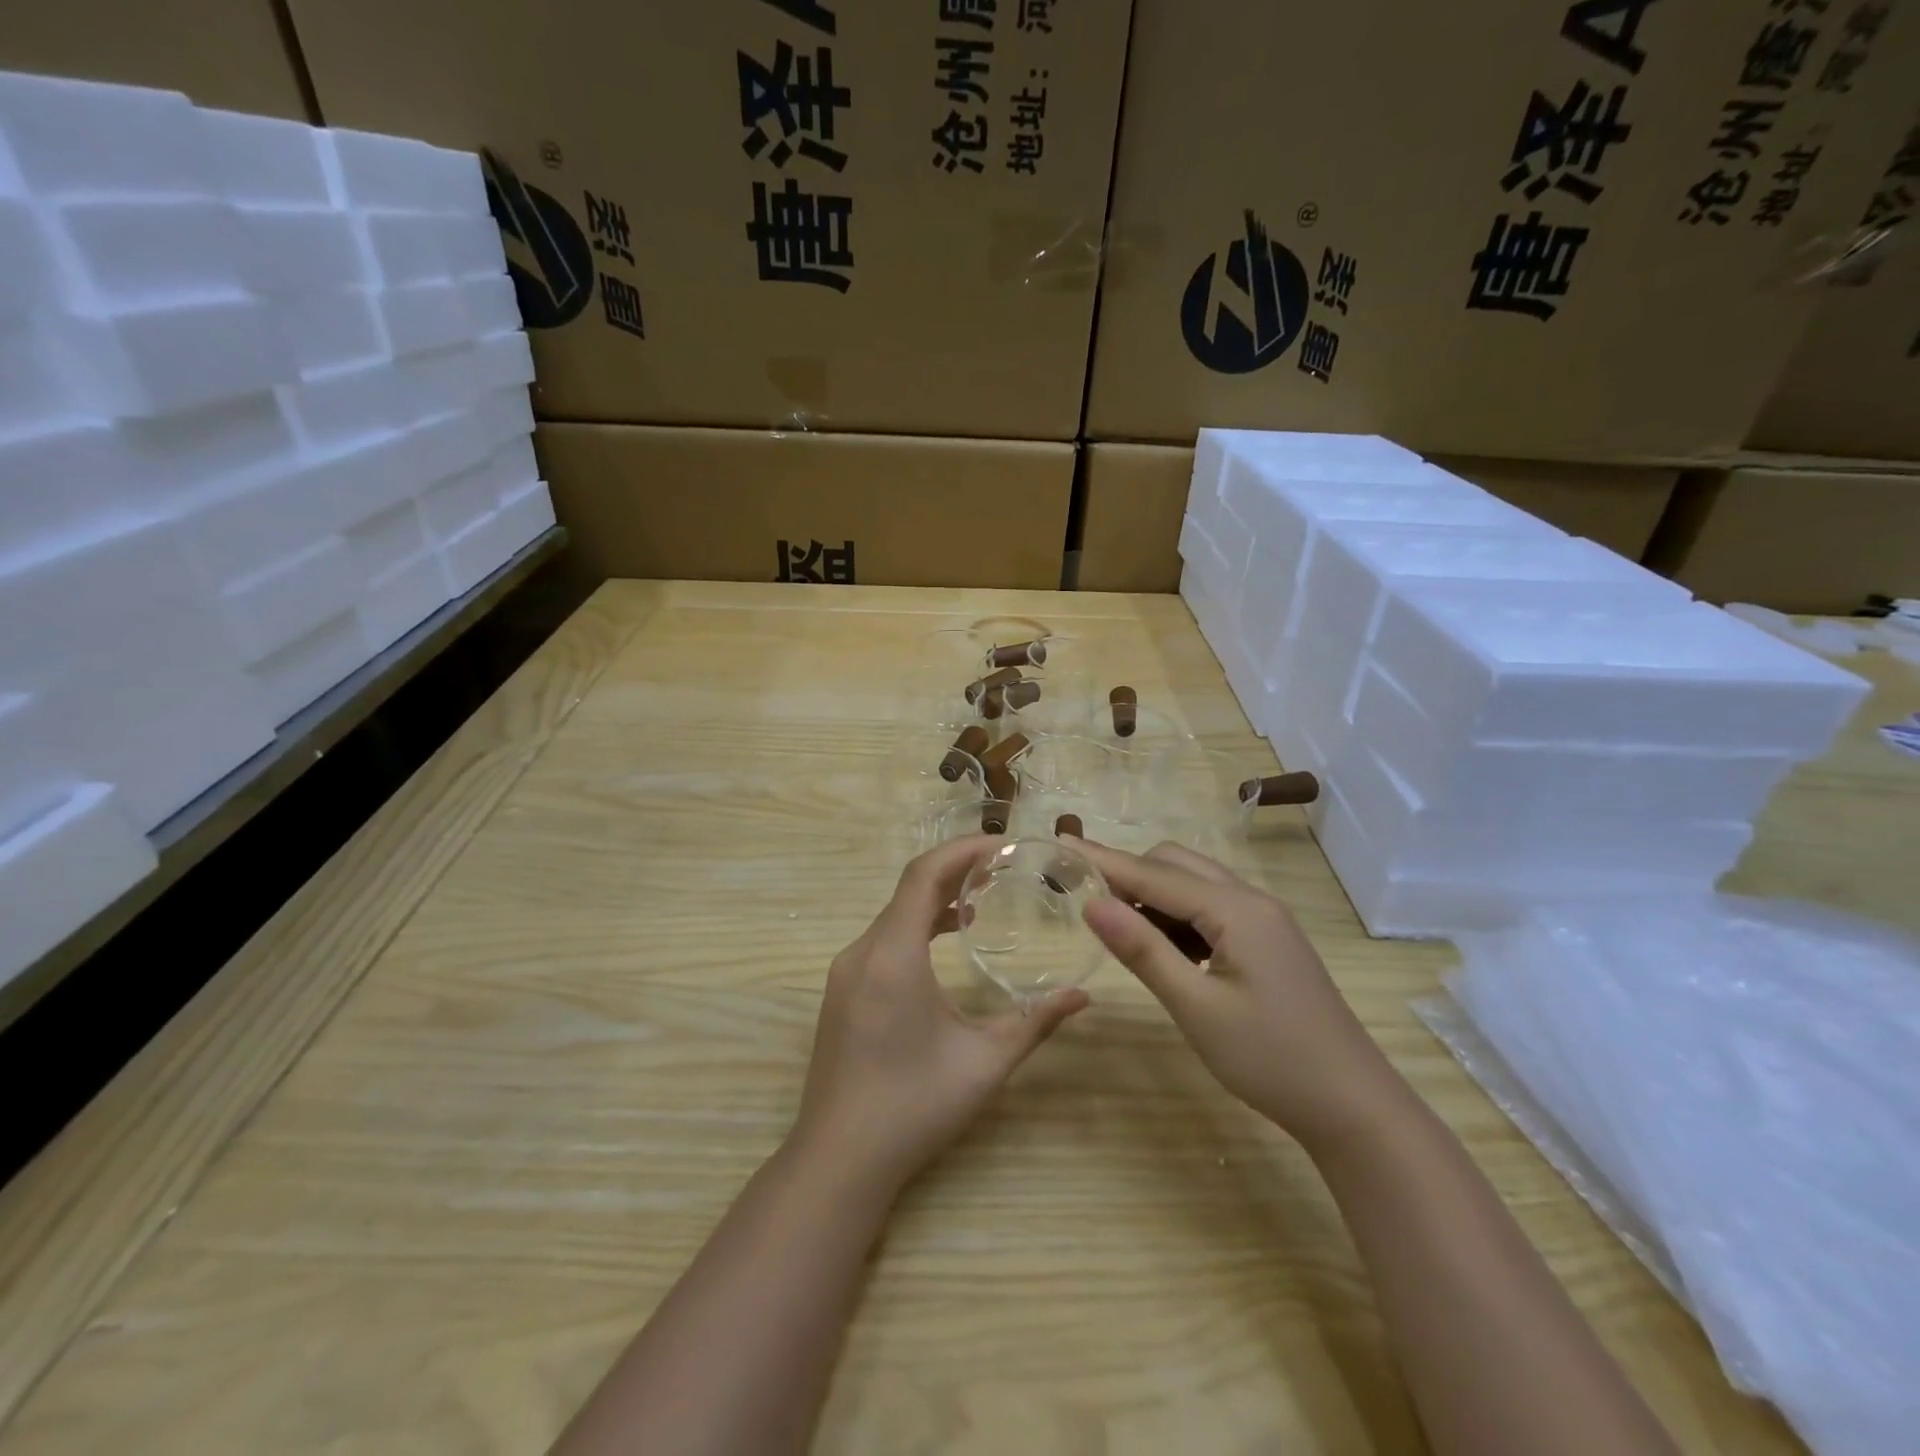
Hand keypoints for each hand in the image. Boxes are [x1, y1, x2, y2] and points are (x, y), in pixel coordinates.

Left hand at [791, 836, 1089, 1193]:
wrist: (839, 1160)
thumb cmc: (914, 1107)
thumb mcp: (984, 1063)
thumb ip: (1034, 1021)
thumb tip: (1082, 995)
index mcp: (893, 956)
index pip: (924, 875)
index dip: (963, 849)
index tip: (1005, 844)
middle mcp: (863, 951)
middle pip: (909, 888)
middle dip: (956, 869)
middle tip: (1005, 866)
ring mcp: (846, 971)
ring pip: (894, 913)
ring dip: (935, 897)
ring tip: (982, 896)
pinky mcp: (842, 990)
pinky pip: (883, 937)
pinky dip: (916, 924)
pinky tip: (945, 938)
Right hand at [1074, 839, 1401, 1151]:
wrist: (1354, 1105)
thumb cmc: (1271, 1059)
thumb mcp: (1196, 1007)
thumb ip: (1142, 950)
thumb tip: (1092, 903)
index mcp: (1236, 910)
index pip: (1153, 873)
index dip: (1102, 859)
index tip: (1060, 843)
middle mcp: (1251, 900)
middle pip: (1176, 865)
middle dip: (1129, 873)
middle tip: (1087, 899)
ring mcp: (1265, 919)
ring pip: (1195, 884)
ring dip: (1154, 894)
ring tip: (1120, 928)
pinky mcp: (1269, 940)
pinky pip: (1213, 907)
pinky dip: (1179, 915)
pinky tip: (1166, 949)